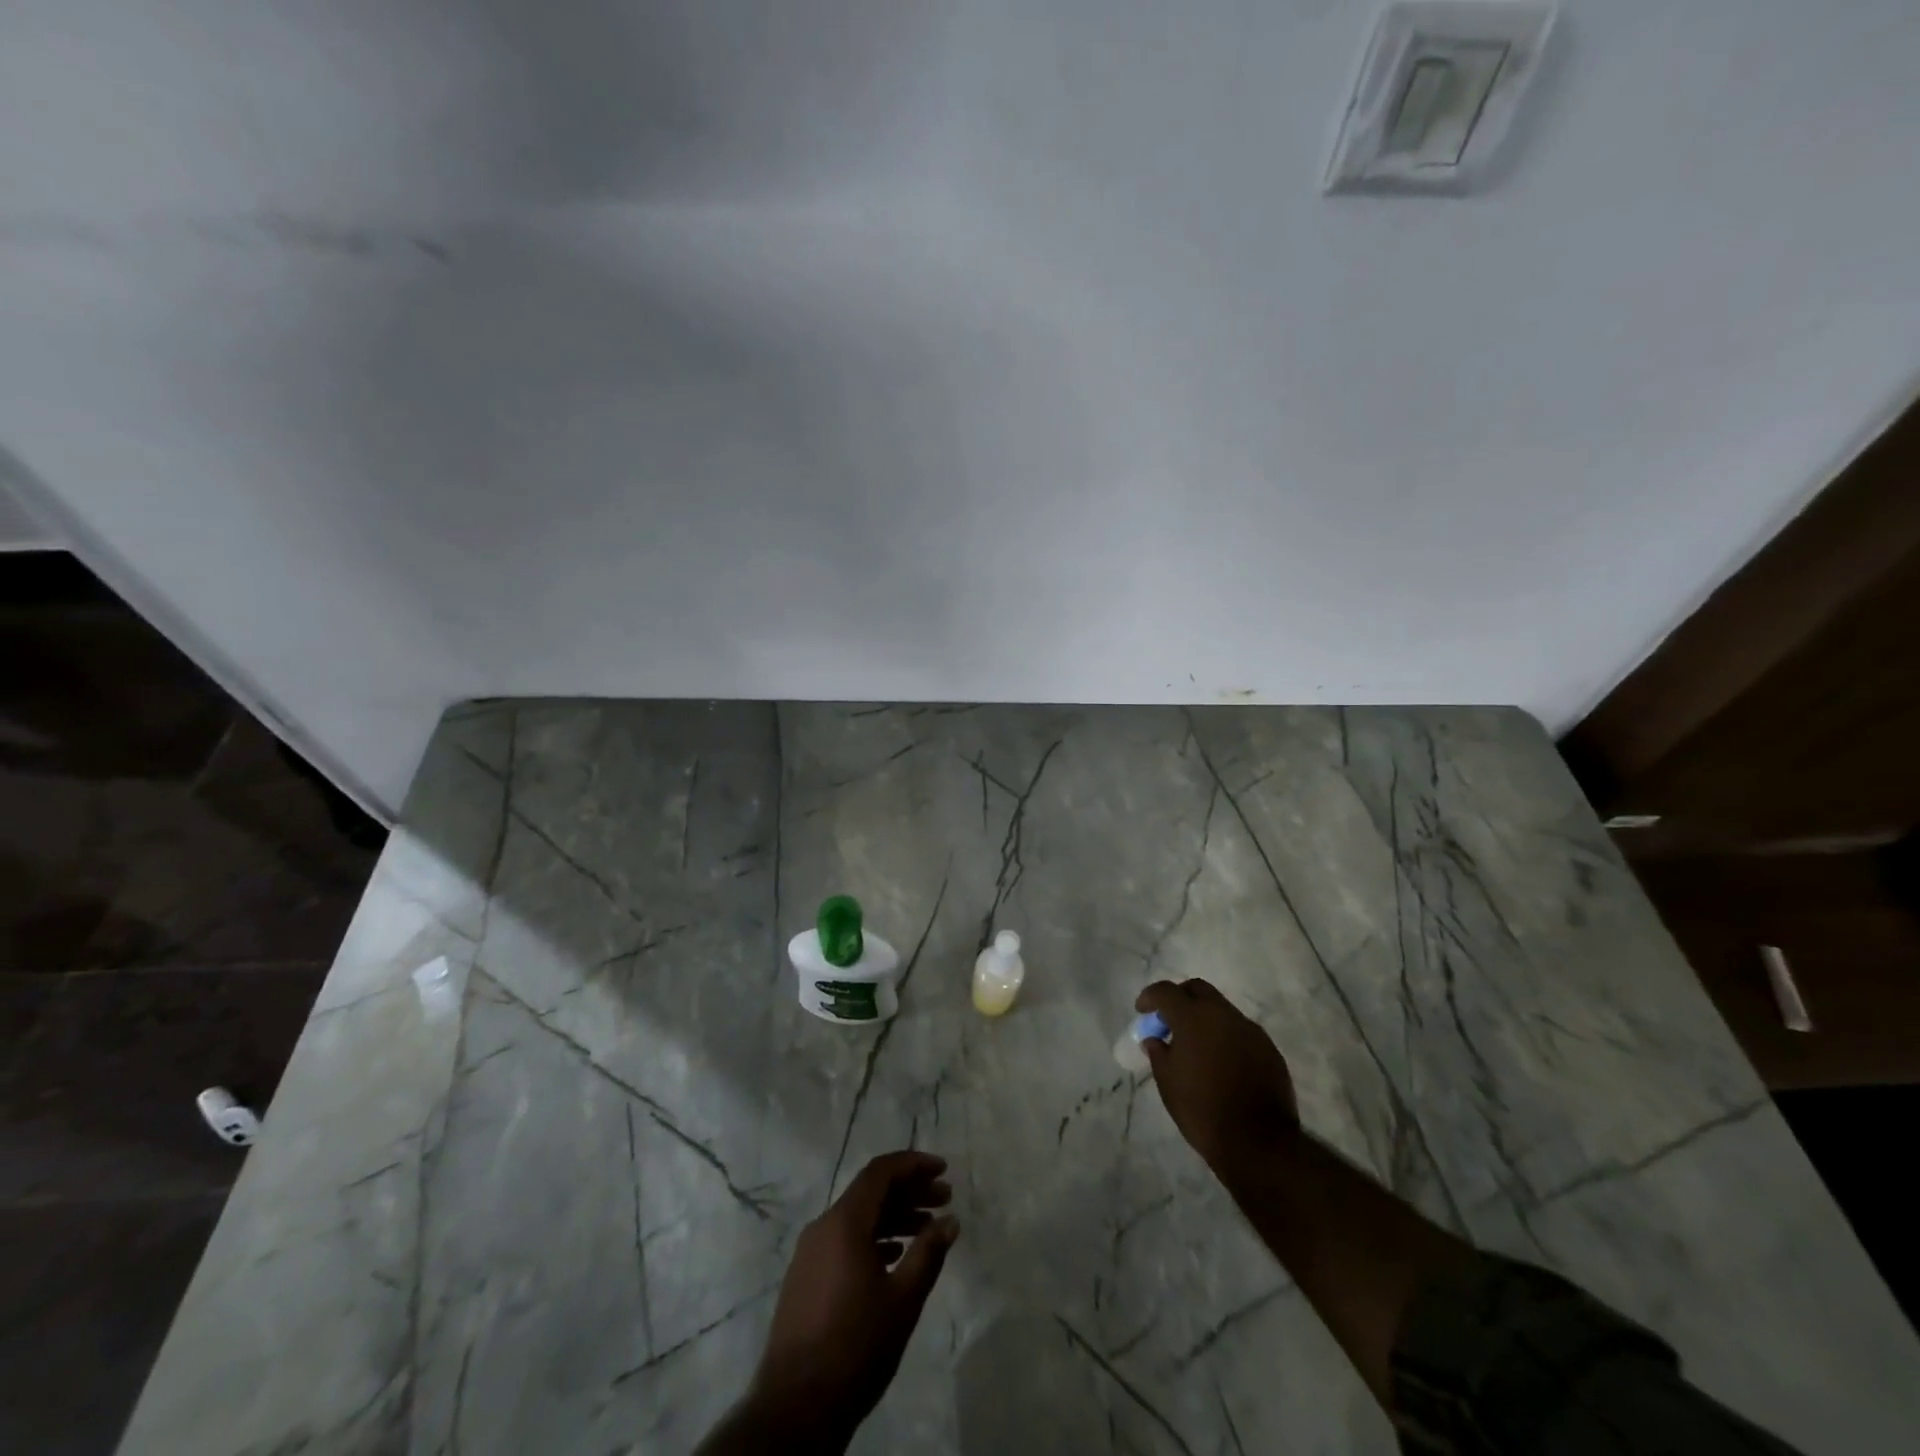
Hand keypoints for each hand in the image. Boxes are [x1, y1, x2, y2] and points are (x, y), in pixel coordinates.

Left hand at [720, 1151, 957, 1452]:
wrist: (795, 1408)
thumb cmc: (855, 1346)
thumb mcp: (903, 1300)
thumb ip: (928, 1253)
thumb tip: (950, 1220)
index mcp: (843, 1222)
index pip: (880, 1172)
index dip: (913, 1164)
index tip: (943, 1170)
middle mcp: (823, 1227)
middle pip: (870, 1193)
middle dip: (909, 1191)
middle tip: (944, 1199)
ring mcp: (810, 1253)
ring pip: (858, 1218)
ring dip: (894, 1217)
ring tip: (927, 1230)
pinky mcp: (805, 1278)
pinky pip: (844, 1241)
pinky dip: (874, 1239)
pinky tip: (895, 1257)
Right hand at [1137, 979, 1299, 1170]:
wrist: (1259, 1142)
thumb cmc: (1202, 1110)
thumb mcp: (1168, 1083)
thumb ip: (1158, 1054)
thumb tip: (1155, 1040)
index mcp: (1193, 1018)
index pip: (1166, 991)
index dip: (1150, 997)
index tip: (1142, 1011)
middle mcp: (1223, 1015)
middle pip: (1198, 989)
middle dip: (1180, 998)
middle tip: (1170, 1020)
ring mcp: (1250, 1030)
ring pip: (1222, 1009)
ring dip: (1205, 1018)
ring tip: (1196, 1045)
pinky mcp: (1269, 1048)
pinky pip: (1241, 1031)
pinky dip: (1226, 1036)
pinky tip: (1221, 1062)